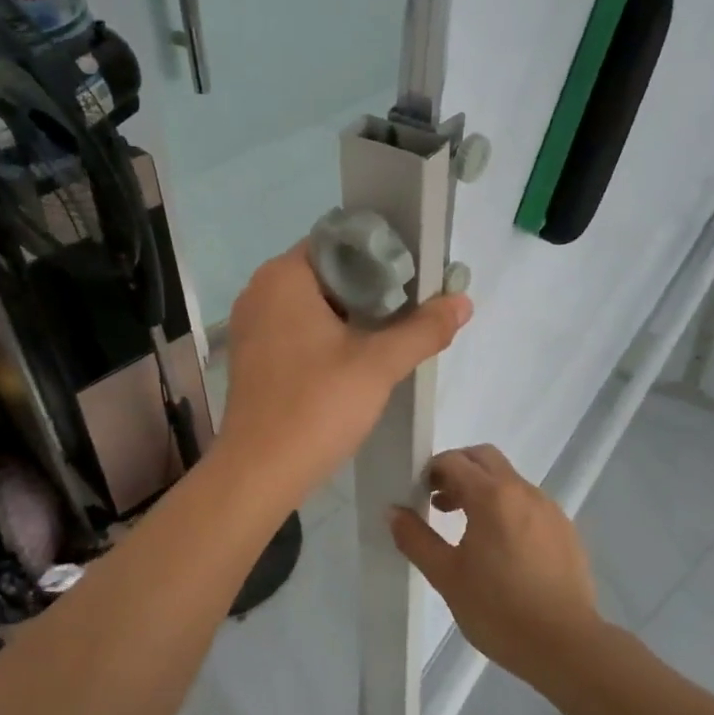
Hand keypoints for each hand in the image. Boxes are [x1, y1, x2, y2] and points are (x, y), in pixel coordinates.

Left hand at [218, 244, 471, 498]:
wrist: (259, 473)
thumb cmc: (316, 407)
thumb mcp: (379, 365)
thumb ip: (423, 329)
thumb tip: (463, 301)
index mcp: (283, 276)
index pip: (340, 242)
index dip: (381, 255)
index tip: (414, 278)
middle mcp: (259, 291)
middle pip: (327, 272)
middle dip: (370, 288)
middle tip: (411, 308)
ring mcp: (251, 325)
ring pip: (312, 304)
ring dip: (351, 315)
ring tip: (392, 333)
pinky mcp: (252, 356)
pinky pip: (296, 329)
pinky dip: (326, 336)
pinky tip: (356, 359)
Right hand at [390, 444, 603, 684]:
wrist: (566, 646)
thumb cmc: (498, 610)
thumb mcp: (446, 576)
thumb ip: (416, 538)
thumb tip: (393, 511)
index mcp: (492, 496)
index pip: (454, 460)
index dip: (431, 471)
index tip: (419, 495)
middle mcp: (523, 491)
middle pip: (484, 458)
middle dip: (458, 470)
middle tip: (439, 501)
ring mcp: (549, 509)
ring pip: (509, 480)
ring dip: (483, 489)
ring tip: (467, 529)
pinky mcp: (566, 529)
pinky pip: (529, 504)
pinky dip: (508, 509)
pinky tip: (502, 549)